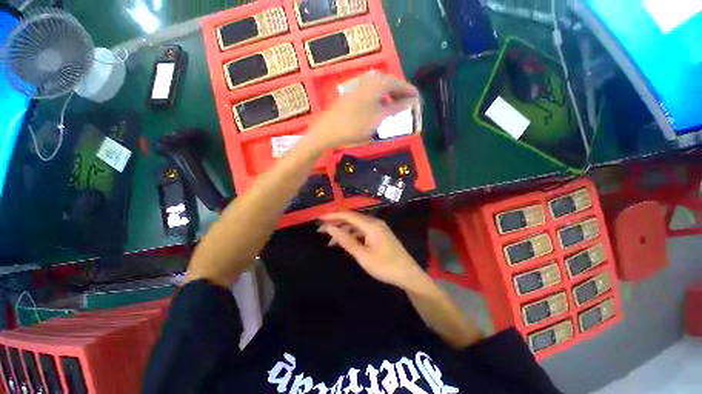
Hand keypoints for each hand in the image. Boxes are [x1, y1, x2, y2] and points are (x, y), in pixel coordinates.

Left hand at [308, 72, 419, 148]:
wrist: (329, 130)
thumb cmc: (356, 125)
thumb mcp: (380, 118)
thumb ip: (397, 108)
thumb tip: (413, 101)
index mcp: (379, 83)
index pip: (401, 84)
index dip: (411, 93)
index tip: (420, 102)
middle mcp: (370, 79)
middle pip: (391, 84)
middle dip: (401, 95)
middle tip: (409, 107)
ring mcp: (360, 85)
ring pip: (381, 89)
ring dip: (391, 98)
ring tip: (396, 110)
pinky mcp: (353, 94)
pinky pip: (372, 93)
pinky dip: (380, 101)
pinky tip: (380, 110)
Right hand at [318, 211, 425, 288]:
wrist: (408, 274)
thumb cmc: (385, 266)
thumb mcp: (363, 256)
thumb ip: (346, 241)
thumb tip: (330, 228)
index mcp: (371, 225)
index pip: (348, 215)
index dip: (333, 215)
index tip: (319, 219)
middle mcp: (374, 222)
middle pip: (352, 218)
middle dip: (336, 223)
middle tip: (321, 230)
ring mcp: (378, 227)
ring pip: (356, 225)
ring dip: (343, 230)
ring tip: (329, 240)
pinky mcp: (379, 233)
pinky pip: (362, 230)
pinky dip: (352, 235)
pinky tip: (344, 242)